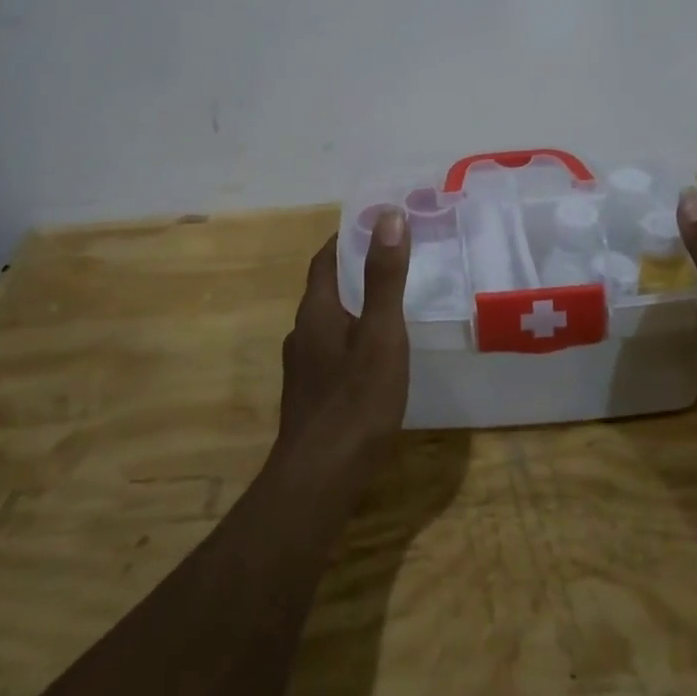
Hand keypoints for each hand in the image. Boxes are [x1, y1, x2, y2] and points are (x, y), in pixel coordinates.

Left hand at [274, 208, 411, 482]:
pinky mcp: (311, 397)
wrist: (320, 479)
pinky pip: (333, 353)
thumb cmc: (355, 400)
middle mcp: (302, 333)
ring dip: (355, 308)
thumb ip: (385, 277)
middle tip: (394, 262)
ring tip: (391, 308)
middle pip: (326, 290)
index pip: (325, 259)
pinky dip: (354, 340)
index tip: (376, 224)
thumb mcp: (381, 333)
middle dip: (355, 272)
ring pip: (330, 324)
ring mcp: (303, 368)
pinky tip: (377, 359)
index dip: (346, 237)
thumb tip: (387, 215)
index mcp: (316, 311)